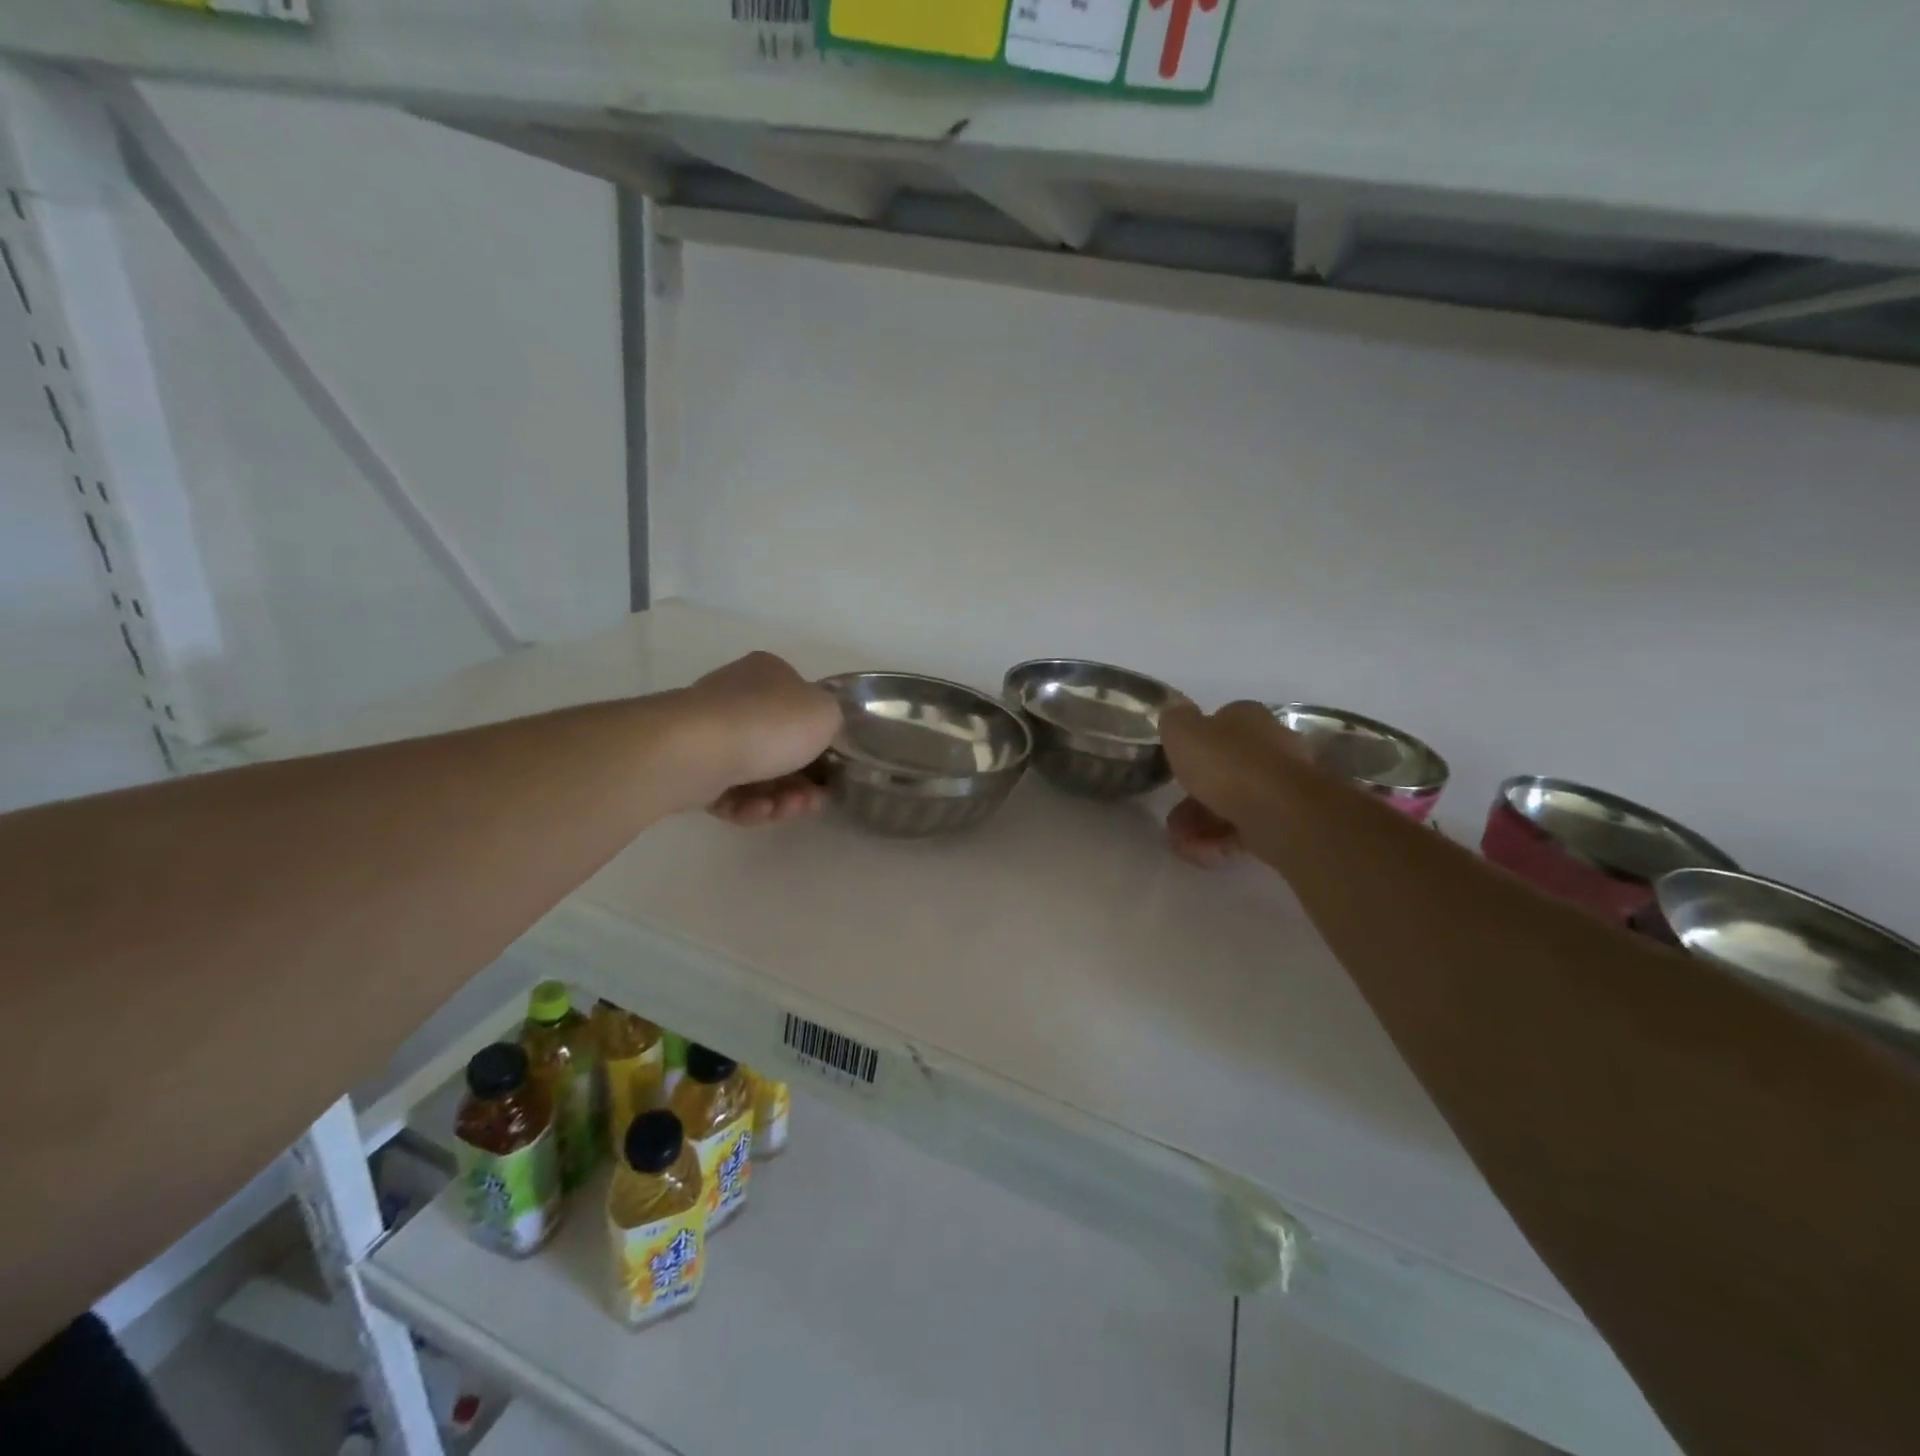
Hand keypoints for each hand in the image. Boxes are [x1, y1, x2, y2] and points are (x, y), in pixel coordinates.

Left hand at [671, 652, 841, 824]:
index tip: (832, 772)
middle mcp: (738, 697)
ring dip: (779, 798)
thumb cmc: (769, 724)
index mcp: (770, 673)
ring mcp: (711, 732)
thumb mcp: (826, 713)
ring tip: (784, 809)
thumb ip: (832, 721)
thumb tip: (819, 732)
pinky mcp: (692, 768)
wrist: (697, 751)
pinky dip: (747, 805)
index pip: (803, 707)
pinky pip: (730, 792)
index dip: (822, 743)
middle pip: (782, 748)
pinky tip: (755, 810)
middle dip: (802, 781)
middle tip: (813, 801)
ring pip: (758, 774)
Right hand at [1160, 700, 1305, 867]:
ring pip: (1233, 802)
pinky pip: (1247, 828)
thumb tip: (1176, 712)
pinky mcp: (1287, 820)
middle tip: (1172, 818)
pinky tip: (1202, 855)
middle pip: (1223, 770)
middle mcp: (1270, 745)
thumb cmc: (1227, 765)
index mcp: (1247, 718)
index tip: (1174, 768)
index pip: (1218, 725)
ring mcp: (1282, 785)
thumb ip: (1175, 720)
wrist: (1280, 812)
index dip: (1193, 746)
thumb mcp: (1183, 732)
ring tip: (1181, 844)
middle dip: (1192, 797)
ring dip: (1201, 824)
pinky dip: (1222, 842)